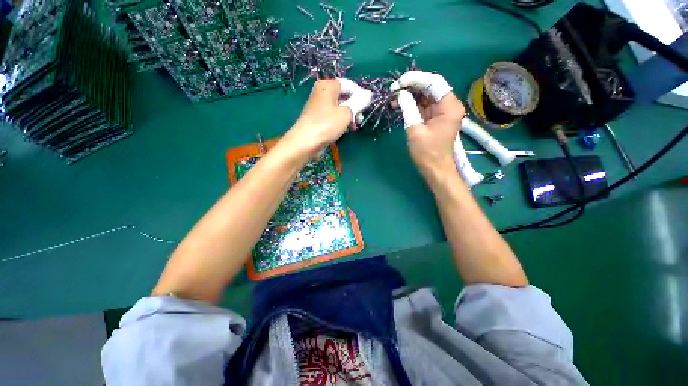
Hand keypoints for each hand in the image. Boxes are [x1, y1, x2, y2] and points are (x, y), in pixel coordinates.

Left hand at [284, 79, 371, 155]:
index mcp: (328, 86)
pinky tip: (345, 130)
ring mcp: (319, 106)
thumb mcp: (346, 112)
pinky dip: (341, 121)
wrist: (306, 142)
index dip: (360, 95)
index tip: (366, 107)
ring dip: (349, 116)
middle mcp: (322, 92)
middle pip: (344, 96)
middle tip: (360, 119)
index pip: (349, 85)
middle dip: (355, 108)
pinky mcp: (318, 118)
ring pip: (340, 107)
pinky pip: (333, 116)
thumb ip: (359, 102)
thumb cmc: (327, 124)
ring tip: (354, 127)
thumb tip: (369, 94)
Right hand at [390, 71, 465, 177]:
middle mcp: (448, 105)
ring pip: (425, 95)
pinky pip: (423, 105)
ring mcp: (442, 111)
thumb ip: (409, 109)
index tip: (398, 83)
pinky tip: (400, 104)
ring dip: (410, 95)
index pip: (434, 83)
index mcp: (449, 106)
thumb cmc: (427, 152)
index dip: (416, 79)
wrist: (435, 168)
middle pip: (430, 87)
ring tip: (394, 98)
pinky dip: (412, 104)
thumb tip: (400, 94)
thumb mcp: (415, 130)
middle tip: (394, 90)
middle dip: (411, 87)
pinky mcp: (435, 117)